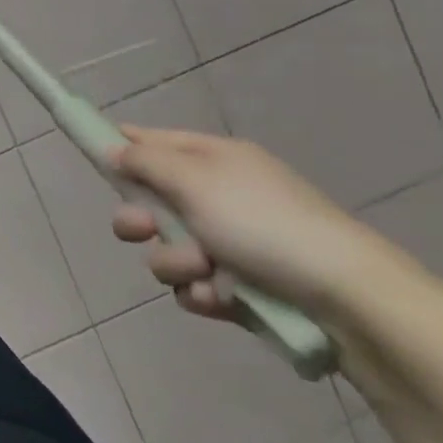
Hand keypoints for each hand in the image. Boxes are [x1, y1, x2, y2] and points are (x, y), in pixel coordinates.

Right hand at [109, 126, 396, 321]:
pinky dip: (202, 292)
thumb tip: (111, 148)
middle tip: (144, 231)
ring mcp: (231, 242)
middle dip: (139, 220)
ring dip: (175, 262)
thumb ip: (143, 161)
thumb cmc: (265, 225)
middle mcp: (218, 196)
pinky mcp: (240, 285)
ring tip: (205, 273)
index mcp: (212, 160)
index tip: (92, 158)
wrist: (350, 301)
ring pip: (166, 248)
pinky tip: (221, 298)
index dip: (119, 147)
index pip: (150, 141)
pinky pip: (193, 284)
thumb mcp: (194, 180)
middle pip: (148, 201)